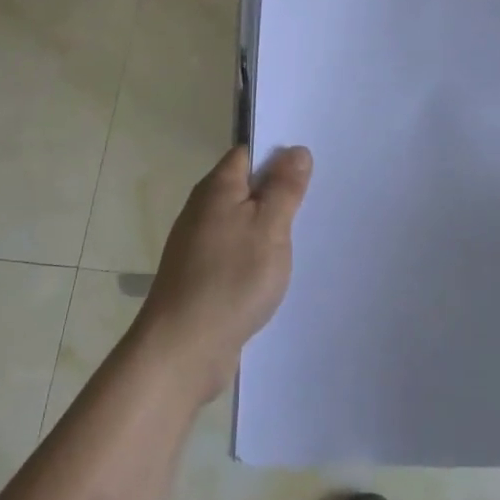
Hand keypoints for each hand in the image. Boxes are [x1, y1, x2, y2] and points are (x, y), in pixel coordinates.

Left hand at [135, 145, 313, 406]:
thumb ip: (284, 188)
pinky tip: (275, 272)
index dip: (278, 155)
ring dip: (268, 227)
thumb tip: (295, 150)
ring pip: (241, 222)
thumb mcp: (269, 228)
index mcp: (217, 188)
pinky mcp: (200, 277)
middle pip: (245, 188)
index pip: (248, 154)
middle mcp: (202, 210)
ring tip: (305, 235)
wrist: (182, 349)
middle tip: (317, 201)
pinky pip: (235, 252)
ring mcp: (198, 245)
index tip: (311, 167)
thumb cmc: (231, 280)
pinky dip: (255, 256)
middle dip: (277, 193)